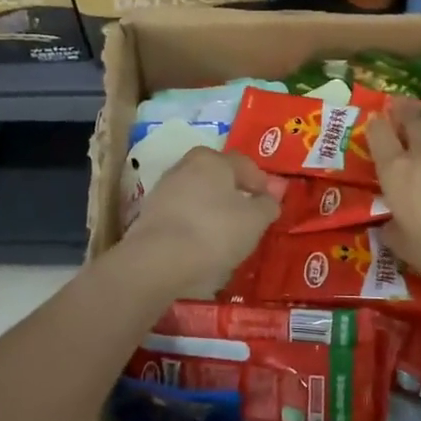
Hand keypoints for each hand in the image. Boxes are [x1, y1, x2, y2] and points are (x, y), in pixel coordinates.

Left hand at [120, 147, 283, 293]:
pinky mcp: (149, 214)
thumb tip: (270, 197)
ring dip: (212, 209)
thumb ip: (267, 205)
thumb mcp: (255, 220)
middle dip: (234, 192)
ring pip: (198, 195)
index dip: (261, 182)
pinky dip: (194, 223)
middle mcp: (185, 166)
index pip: (244, 164)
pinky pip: (182, 214)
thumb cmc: (214, 231)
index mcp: (212, 159)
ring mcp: (164, 189)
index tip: (271, 202)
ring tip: (226, 233)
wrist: (158, 260)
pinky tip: (202, 243)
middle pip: (217, 176)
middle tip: (249, 215)